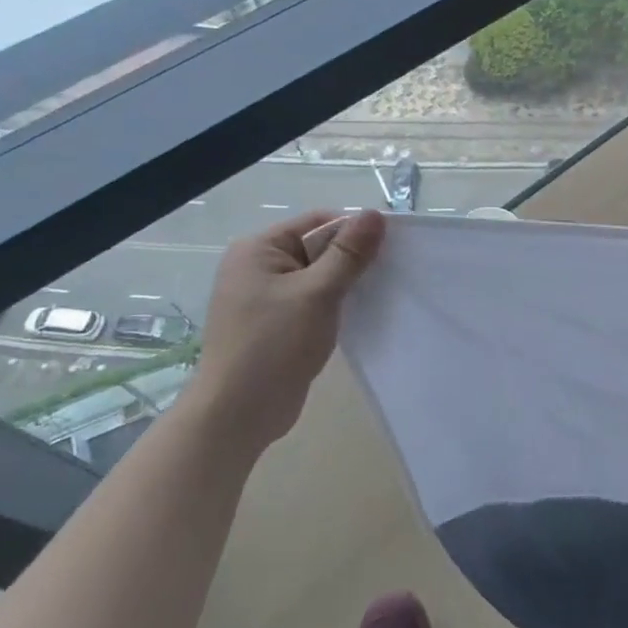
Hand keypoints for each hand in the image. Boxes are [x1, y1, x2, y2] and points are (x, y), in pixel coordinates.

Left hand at [192, 207, 385, 453]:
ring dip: (346, 284)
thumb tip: (375, 214)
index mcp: (258, 249)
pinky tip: (358, 315)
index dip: (354, 231)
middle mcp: (258, 266)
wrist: (238, 413)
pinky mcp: (275, 322)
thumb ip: (348, 253)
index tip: (388, 250)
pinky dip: (335, 304)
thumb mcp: (318, 293)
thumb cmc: (274, 345)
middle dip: (352, 259)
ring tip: (377, 294)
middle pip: (318, 247)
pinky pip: (313, 300)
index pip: (317, 222)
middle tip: (388, 274)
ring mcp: (265, 296)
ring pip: (319, 276)